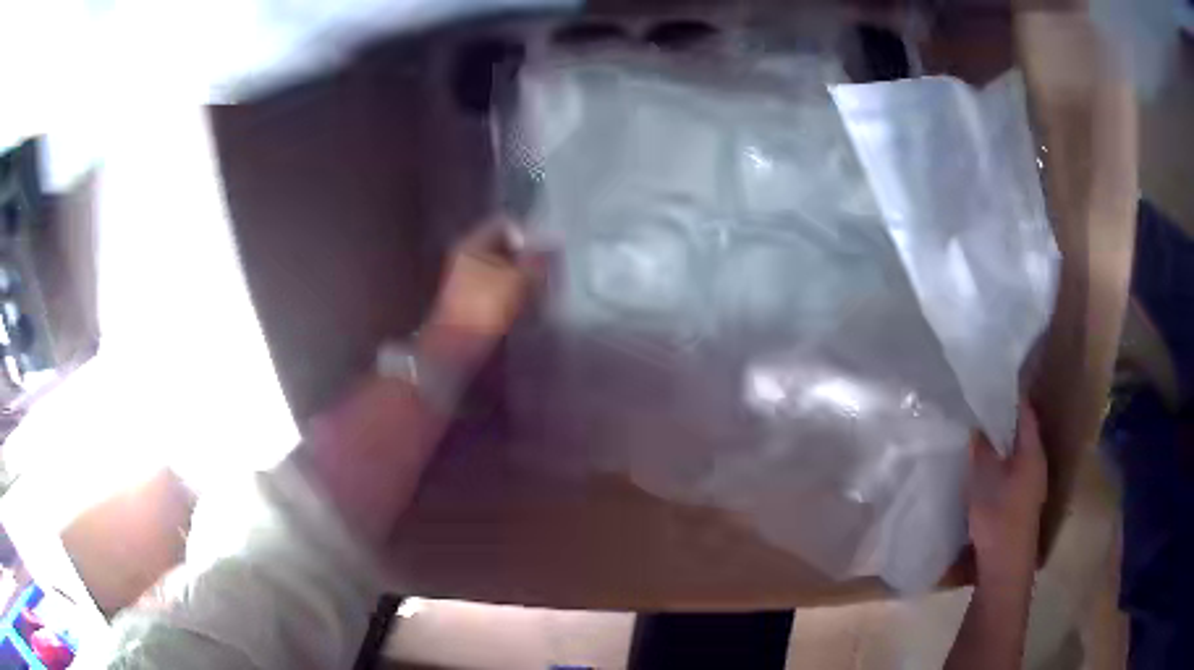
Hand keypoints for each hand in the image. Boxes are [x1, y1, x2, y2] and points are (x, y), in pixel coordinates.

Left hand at [423, 220, 542, 366]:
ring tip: (541, 288)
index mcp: (472, 243)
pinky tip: (526, 304)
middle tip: (547, 269)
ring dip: (522, 276)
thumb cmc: (484, 307)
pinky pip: (497, 287)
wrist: (456, 349)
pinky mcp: (471, 301)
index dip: (528, 233)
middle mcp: (466, 256)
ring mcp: (466, 279)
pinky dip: (513, 292)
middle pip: (503, 246)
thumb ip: (537, 259)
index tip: (545, 250)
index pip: (505, 223)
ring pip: (502, 268)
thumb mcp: (517, 279)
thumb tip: (553, 243)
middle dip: (527, 256)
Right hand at [967, 402, 1047, 580]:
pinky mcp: (1021, 503)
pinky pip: (1010, 471)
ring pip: (1015, 453)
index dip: (1009, 395)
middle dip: (1002, 419)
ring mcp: (1030, 485)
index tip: (989, 382)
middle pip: (1021, 432)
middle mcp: (1036, 464)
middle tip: (977, 407)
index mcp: (1032, 451)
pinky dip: (998, 464)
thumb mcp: (984, 479)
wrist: (1004, 567)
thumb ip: (981, 449)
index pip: (1024, 411)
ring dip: (999, 444)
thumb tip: (976, 424)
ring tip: (976, 435)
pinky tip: (981, 470)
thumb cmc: (998, 517)